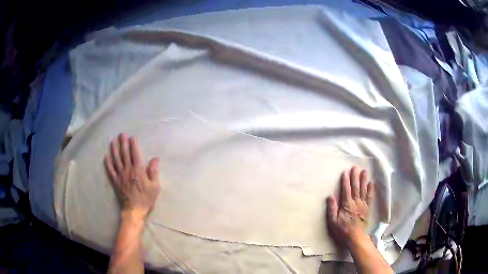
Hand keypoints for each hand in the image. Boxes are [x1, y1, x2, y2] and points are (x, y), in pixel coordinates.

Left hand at [105, 133, 160, 219]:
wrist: (134, 210)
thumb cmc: (146, 198)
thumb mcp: (155, 186)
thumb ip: (154, 171)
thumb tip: (155, 158)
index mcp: (138, 170)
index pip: (135, 154)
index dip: (133, 145)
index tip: (132, 137)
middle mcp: (128, 170)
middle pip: (124, 154)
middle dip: (123, 143)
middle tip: (121, 134)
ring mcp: (120, 175)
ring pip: (116, 159)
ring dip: (114, 149)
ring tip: (113, 141)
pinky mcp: (115, 181)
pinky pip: (110, 170)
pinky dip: (108, 163)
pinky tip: (106, 156)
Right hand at [327, 166, 373, 246]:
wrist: (355, 237)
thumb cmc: (342, 229)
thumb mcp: (333, 221)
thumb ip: (332, 209)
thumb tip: (330, 196)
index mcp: (347, 205)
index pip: (346, 190)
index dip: (345, 181)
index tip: (345, 172)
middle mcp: (356, 202)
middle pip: (355, 187)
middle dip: (355, 177)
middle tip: (355, 167)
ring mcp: (363, 205)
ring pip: (363, 190)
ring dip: (363, 180)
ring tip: (364, 171)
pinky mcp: (367, 208)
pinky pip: (369, 197)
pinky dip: (370, 189)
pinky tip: (371, 183)